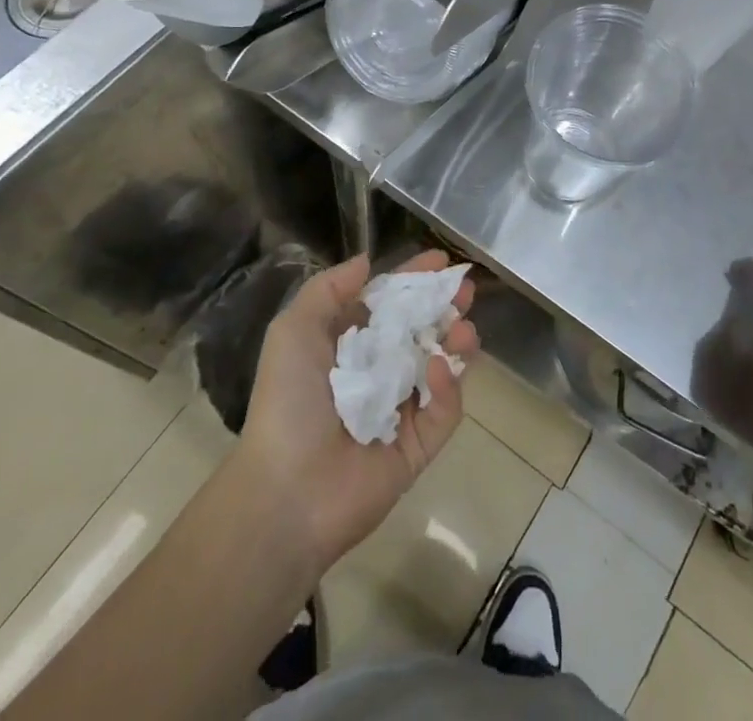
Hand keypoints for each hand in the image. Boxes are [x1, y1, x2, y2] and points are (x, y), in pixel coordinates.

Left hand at [235, 250, 478, 573]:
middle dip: (446, 306)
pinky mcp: (419, 446)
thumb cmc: (288, 401)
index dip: (414, 279)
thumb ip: (329, 289)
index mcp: (350, 345)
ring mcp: (402, 410)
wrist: (286, 491)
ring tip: (463, 328)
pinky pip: (443, 410)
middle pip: (423, 329)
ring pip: (442, 365)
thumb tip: (367, 260)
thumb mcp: (293, 330)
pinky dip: (447, 387)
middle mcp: (379, 372)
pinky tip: (439, 369)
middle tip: (465, 290)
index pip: (391, 303)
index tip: (441, 260)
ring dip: (456, 341)